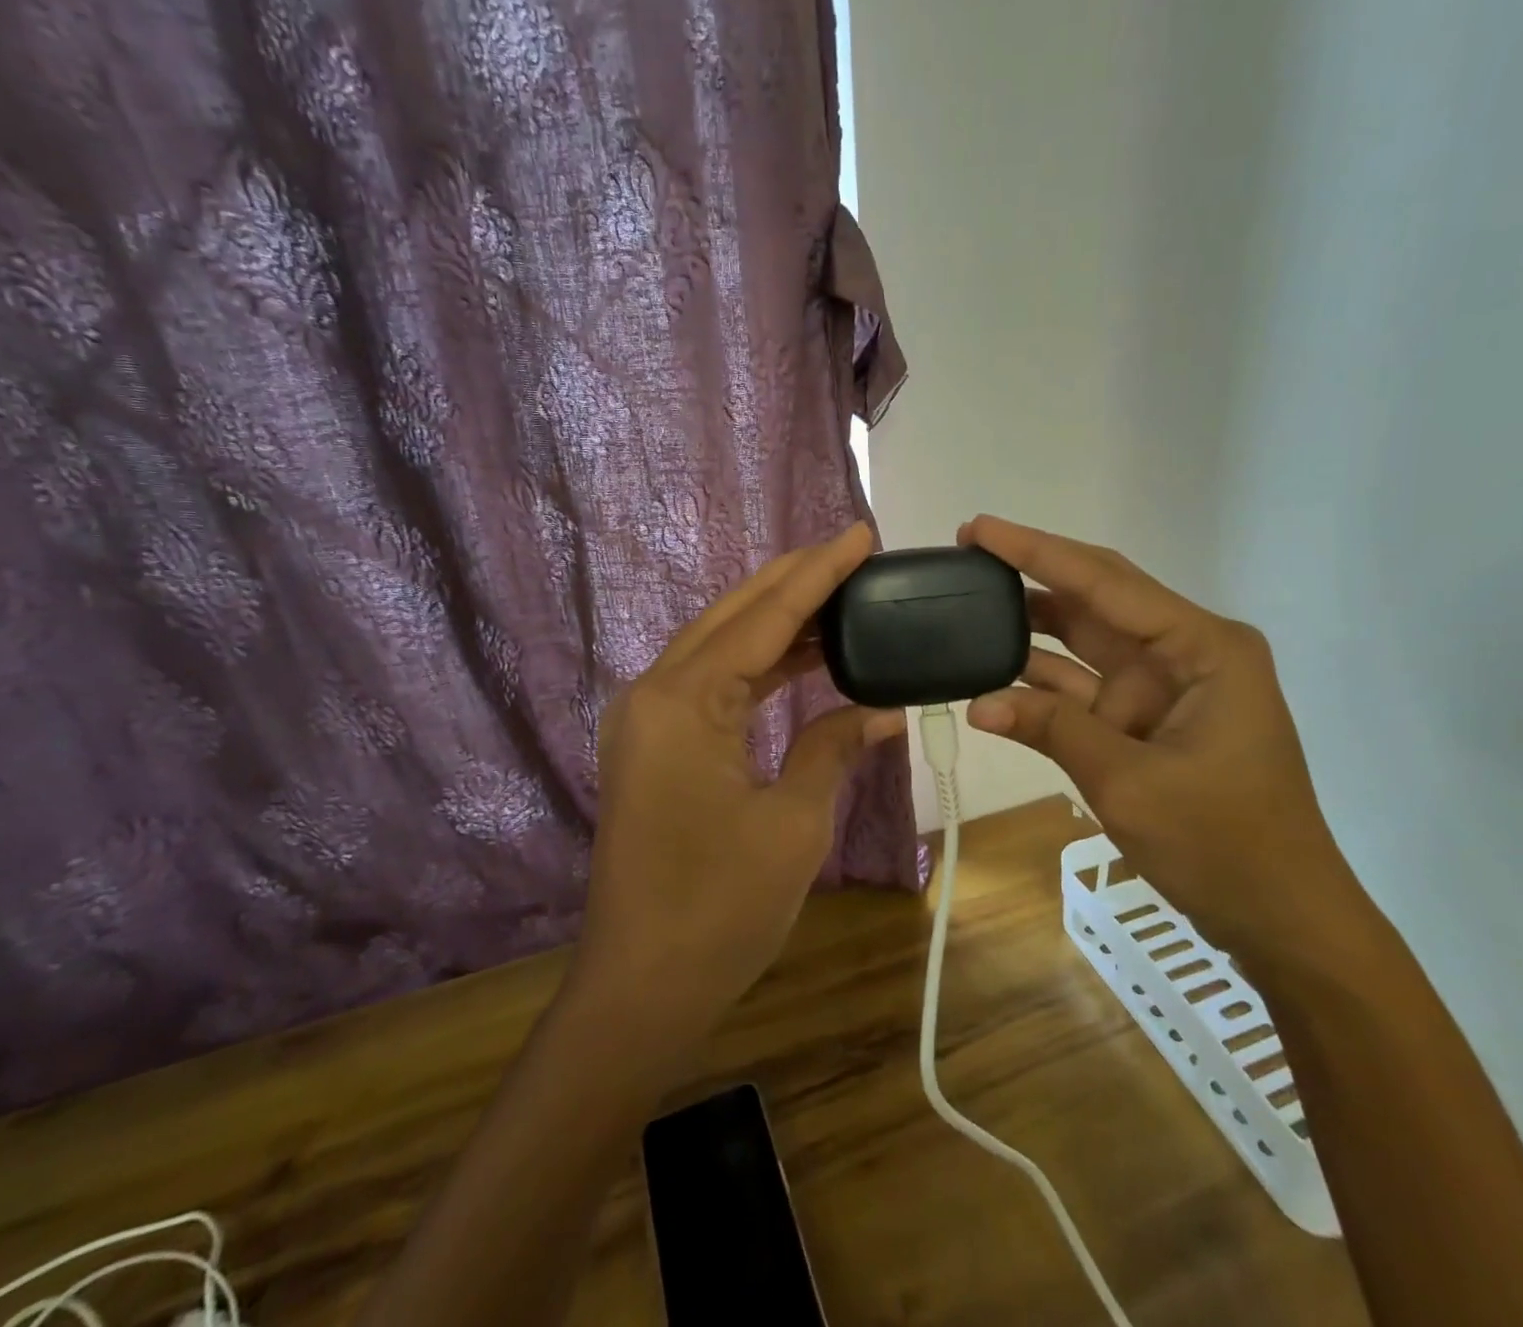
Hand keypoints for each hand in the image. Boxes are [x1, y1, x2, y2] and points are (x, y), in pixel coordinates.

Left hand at [571, 523, 905, 1043]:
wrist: (640, 989)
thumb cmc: (719, 909)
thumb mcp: (793, 824)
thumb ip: (832, 747)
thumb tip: (882, 709)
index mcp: (684, 702)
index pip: (765, 617)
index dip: (819, 573)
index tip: (861, 533)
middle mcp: (655, 693)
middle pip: (734, 615)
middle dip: (795, 581)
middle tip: (854, 555)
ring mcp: (647, 719)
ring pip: (721, 644)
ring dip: (778, 621)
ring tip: (840, 597)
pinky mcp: (653, 745)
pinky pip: (713, 683)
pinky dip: (759, 665)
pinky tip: (803, 658)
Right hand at [960, 515, 1380, 972]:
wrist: (1280, 918)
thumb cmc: (1224, 844)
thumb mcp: (1130, 782)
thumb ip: (1054, 729)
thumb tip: (978, 703)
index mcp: (1202, 647)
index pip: (1106, 582)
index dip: (1038, 551)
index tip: (980, 528)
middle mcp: (1183, 653)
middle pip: (1096, 599)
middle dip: (1032, 575)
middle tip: (966, 552)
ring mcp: (1161, 688)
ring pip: (1083, 643)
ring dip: (1029, 629)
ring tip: (966, 604)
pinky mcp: (1144, 722)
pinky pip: (1082, 691)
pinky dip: (1039, 687)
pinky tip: (989, 678)